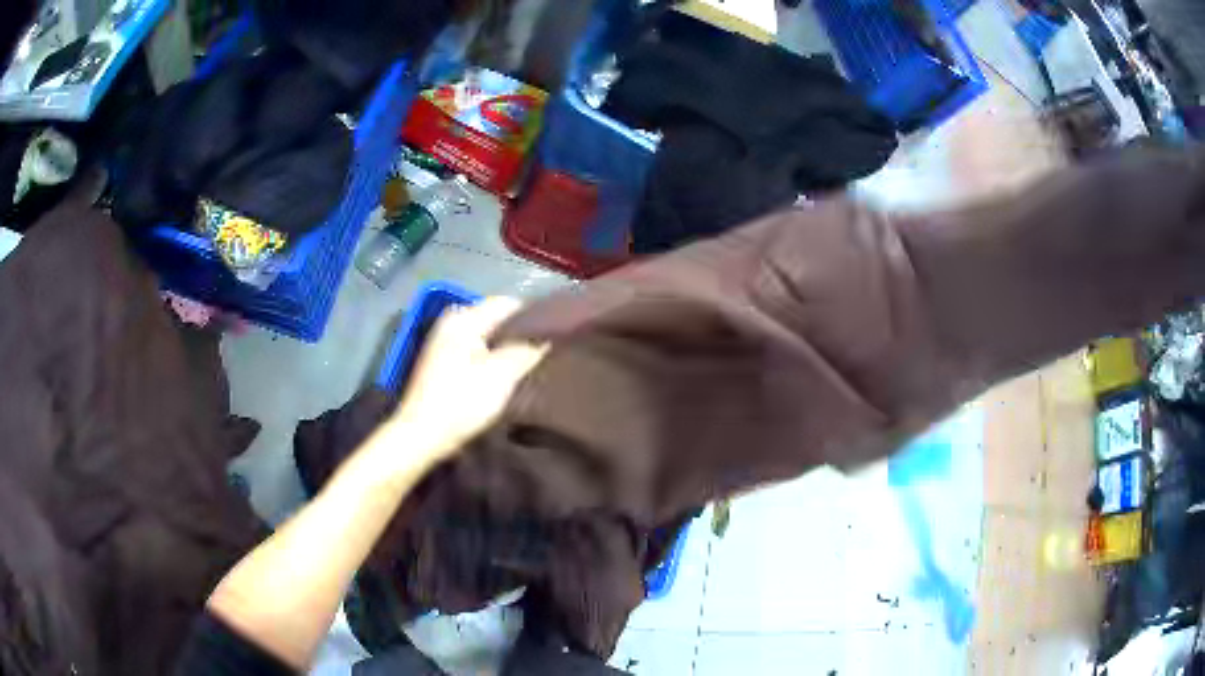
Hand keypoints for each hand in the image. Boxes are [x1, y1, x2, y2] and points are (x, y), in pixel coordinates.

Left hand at [386, 297, 546, 469]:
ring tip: (532, 365)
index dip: (535, 317)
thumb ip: (528, 350)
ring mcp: (446, 341)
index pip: (509, 304)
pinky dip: (493, 358)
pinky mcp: (444, 361)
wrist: (422, 435)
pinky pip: (478, 350)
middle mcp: (453, 322)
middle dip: (522, 334)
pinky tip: (507, 375)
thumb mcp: (502, 375)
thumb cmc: (462, 402)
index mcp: (464, 318)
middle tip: (548, 353)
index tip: (557, 336)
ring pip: (489, 336)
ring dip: (508, 349)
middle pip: (498, 319)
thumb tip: (549, 335)